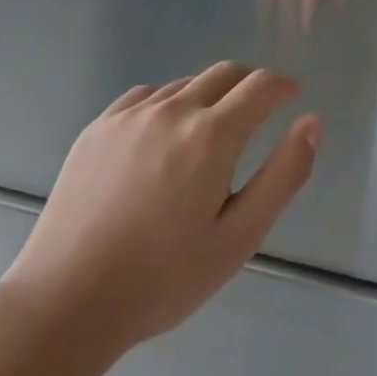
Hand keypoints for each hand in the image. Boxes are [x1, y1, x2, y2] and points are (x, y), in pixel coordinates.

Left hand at [1, 64, 320, 369]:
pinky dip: (169, 104)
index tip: (292, 96)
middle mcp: (173, 110)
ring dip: (210, 96)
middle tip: (259, 110)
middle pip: (225, 72)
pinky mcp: (97, 128)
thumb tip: (312, 122)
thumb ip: (284, 174)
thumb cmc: (163, 278)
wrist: (64, 303)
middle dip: (251, 84)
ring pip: (185, 84)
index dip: (283, 85)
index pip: (261, 85)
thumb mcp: (239, 237)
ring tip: (210, 134)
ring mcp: (129, 116)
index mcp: (212, 136)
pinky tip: (163, 138)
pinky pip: (146, 96)